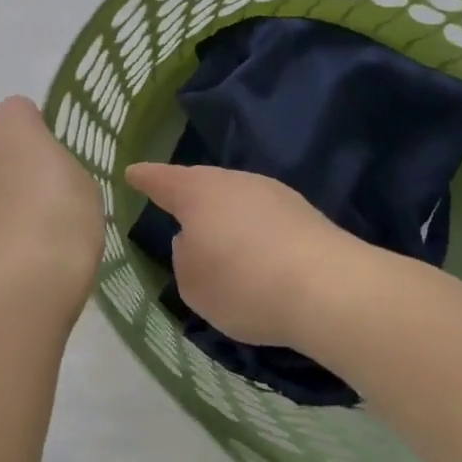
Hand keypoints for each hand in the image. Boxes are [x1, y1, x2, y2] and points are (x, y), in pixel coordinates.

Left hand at [0, 97, 102, 298]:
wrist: (20, 283)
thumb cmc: (63, 220)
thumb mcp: (82, 182)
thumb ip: (56, 165)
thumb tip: (37, 172)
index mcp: (8, 126)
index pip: (20, 110)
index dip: (39, 132)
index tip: (55, 162)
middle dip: (11, 164)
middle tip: (42, 199)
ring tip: (22, 234)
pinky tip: (3, 257)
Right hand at [125, 163, 354, 348]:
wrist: (329, 289)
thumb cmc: (243, 284)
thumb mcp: (193, 284)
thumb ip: (184, 257)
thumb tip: (196, 241)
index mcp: (198, 193)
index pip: (162, 180)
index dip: (145, 178)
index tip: (132, 172)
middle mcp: (235, 183)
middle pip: (204, 183)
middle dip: (189, 195)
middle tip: (175, 208)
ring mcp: (274, 194)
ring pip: (237, 199)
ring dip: (225, 215)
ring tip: (218, 240)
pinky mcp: (305, 214)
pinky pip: (264, 217)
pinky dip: (253, 230)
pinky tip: (255, 253)